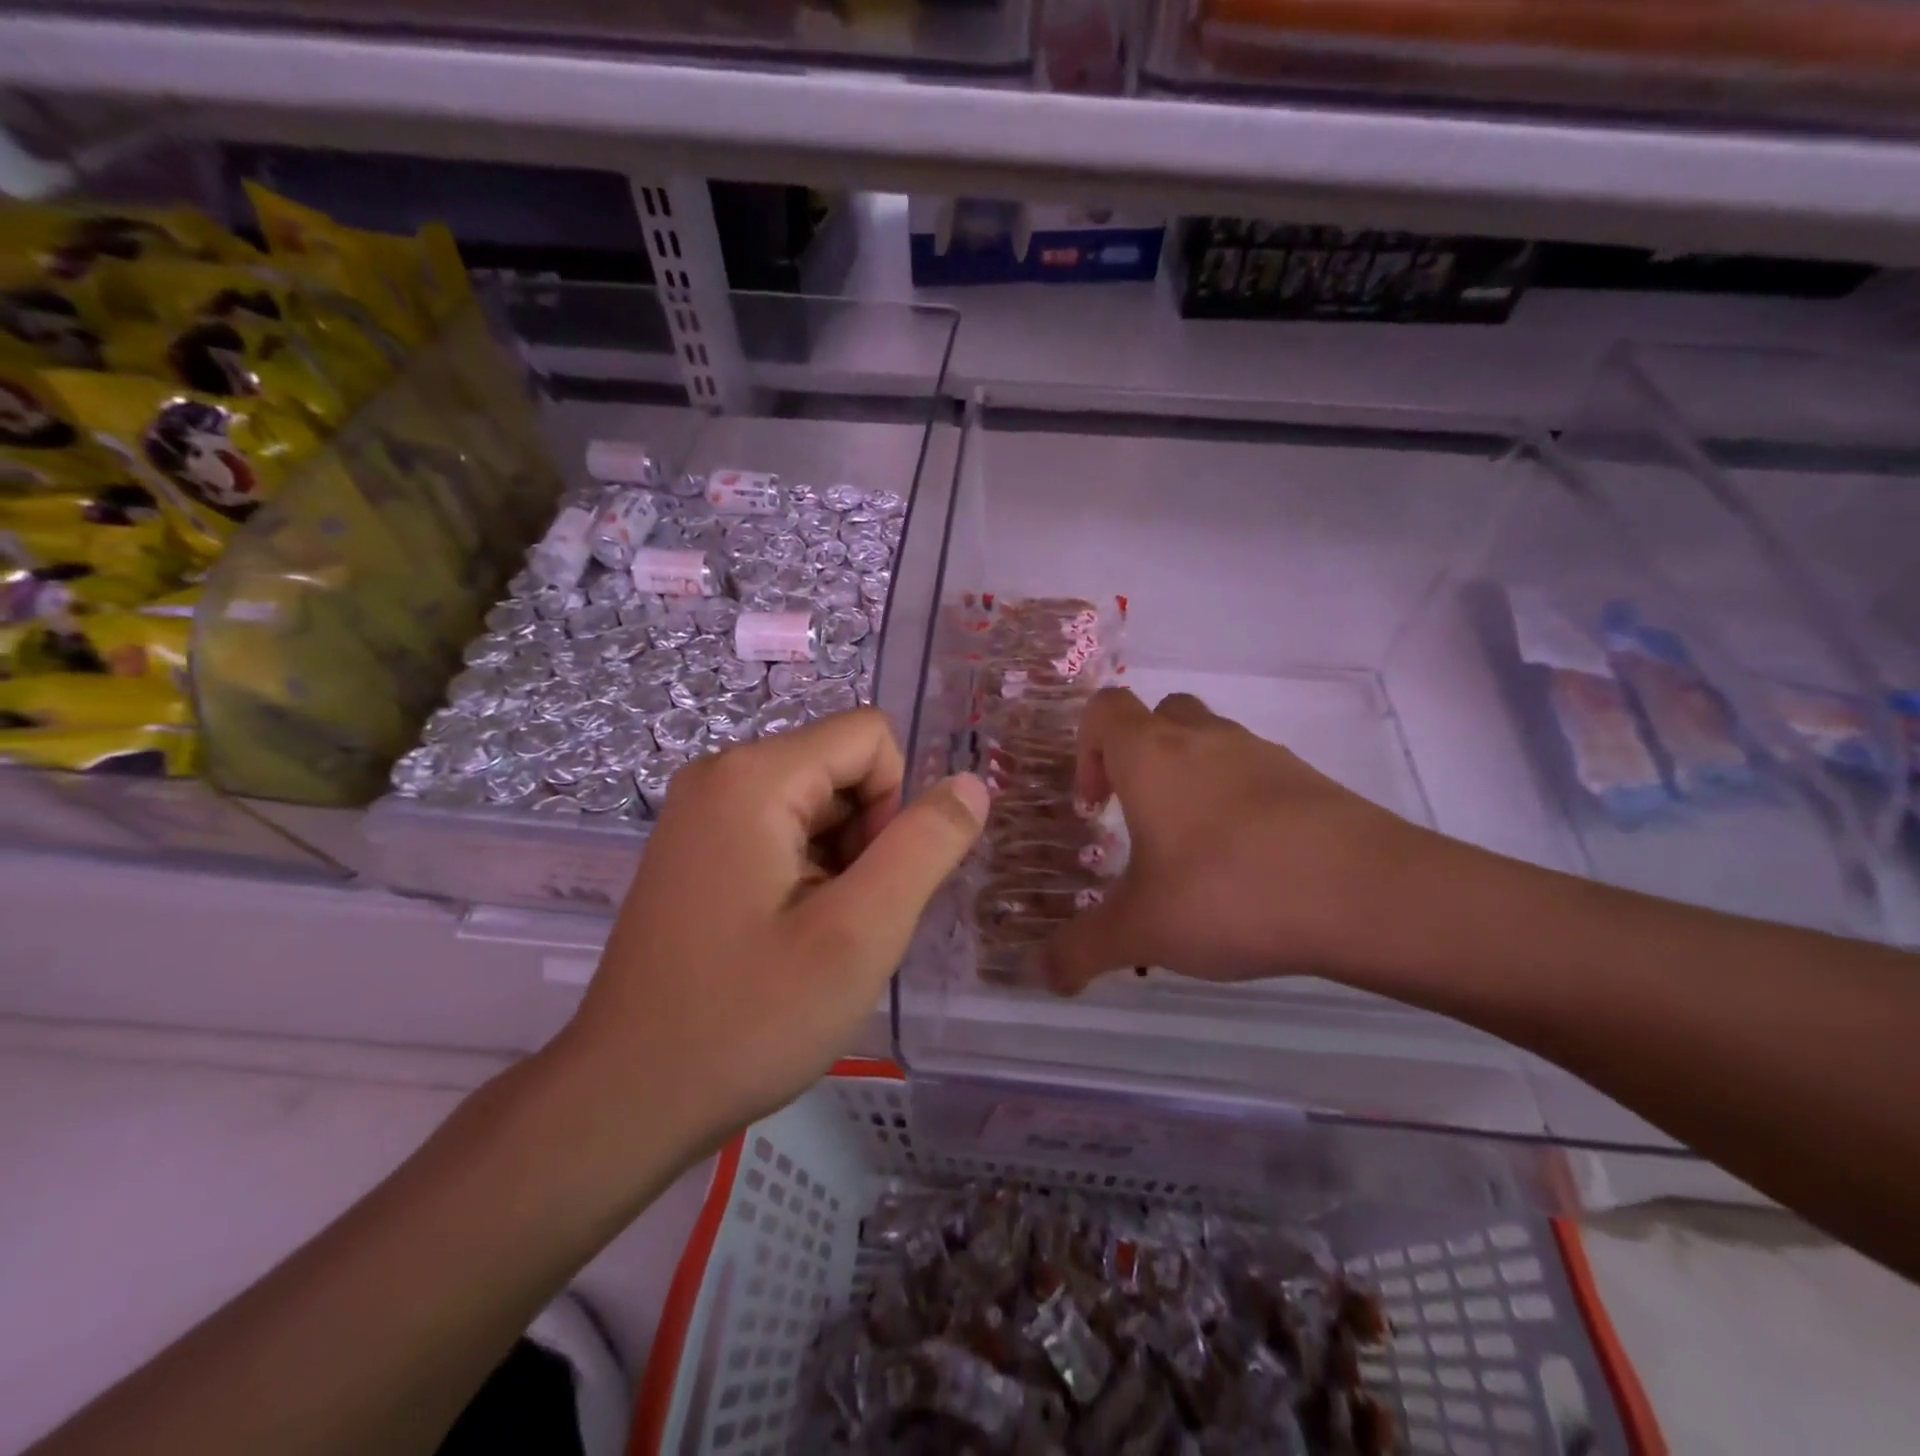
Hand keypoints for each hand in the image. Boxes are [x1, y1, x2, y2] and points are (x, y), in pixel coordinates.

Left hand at [557, 709, 987, 1153]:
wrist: (628, 1097)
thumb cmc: (748, 1018)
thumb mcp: (860, 933)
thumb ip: (925, 847)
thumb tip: (972, 784)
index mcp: (753, 776)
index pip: (870, 737)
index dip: (894, 805)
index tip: (868, 885)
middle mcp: (720, 774)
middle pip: (841, 768)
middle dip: (866, 837)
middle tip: (842, 922)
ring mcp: (702, 812)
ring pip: (817, 804)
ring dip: (841, 862)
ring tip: (814, 937)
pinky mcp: (698, 849)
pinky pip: (782, 831)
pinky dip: (808, 874)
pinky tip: (787, 938)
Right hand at [1042, 688, 1451, 994]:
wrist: (1367, 894)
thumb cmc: (1229, 892)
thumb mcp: (1141, 931)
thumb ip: (1080, 950)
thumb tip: (1040, 976)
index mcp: (1152, 755)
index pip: (1104, 708)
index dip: (1086, 748)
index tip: (1095, 808)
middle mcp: (1205, 738)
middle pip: (1159, 715)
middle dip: (1138, 758)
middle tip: (1138, 818)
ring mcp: (1263, 754)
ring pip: (1211, 742)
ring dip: (1190, 780)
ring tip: (1194, 852)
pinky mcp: (1309, 780)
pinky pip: (1256, 774)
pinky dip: (1239, 803)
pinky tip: (1249, 865)